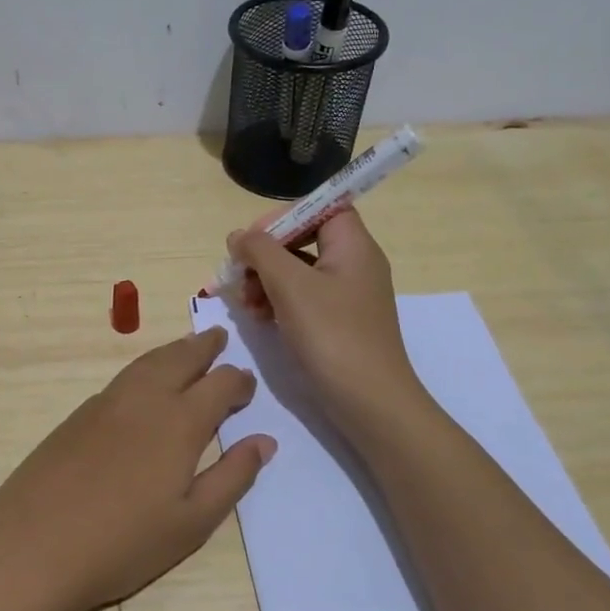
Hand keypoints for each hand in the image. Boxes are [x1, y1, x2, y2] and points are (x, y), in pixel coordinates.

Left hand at [0, 328, 274, 610]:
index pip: (219, 384)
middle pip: (180, 358)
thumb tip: (264, 441)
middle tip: (219, 337)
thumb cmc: (123, 543)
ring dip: (173, 350)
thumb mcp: (192, 523)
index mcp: (179, 422)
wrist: (34, 545)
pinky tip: (145, 380)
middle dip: (204, 347)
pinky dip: (145, 366)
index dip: (238, 381)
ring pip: (148, 362)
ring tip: (187, 347)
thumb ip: (232, 477)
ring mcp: (107, 403)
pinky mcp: (79, 414)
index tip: (248, 384)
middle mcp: (145, 399)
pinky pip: (124, 376)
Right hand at [227, 208, 424, 432]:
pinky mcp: (338, 323)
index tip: (254, 239)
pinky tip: (259, 318)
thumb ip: (260, 251)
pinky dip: (278, 302)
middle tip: (240, 274)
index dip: (285, 216)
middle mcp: (354, 264)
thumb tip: (239, 236)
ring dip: (266, 280)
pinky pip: (303, 298)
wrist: (370, 403)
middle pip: (303, 239)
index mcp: (353, 246)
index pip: (320, 207)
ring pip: (298, 271)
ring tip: (245, 303)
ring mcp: (347, 296)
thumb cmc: (332, 335)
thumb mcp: (290, 285)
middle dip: (266, 254)